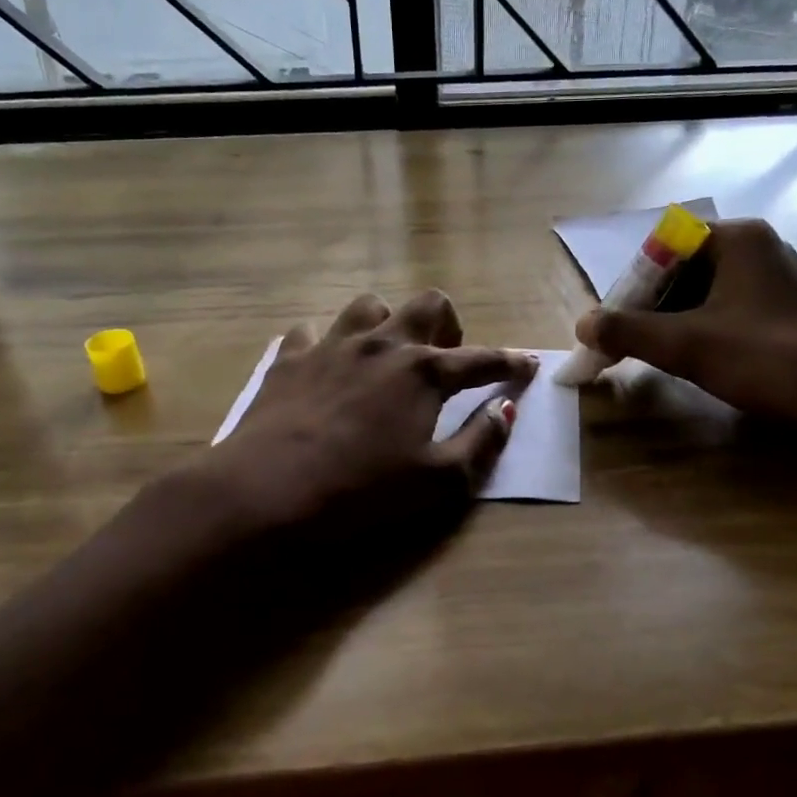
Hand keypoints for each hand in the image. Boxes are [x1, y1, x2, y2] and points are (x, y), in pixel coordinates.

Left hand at [210, 288, 537, 546]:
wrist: (268, 491)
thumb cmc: (363, 491)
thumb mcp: (439, 481)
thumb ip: (481, 442)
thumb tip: (506, 409)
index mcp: (424, 372)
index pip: (481, 359)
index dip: (510, 362)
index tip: (528, 364)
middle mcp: (383, 345)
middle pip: (427, 305)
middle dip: (447, 324)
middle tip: (445, 357)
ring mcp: (332, 345)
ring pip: (369, 307)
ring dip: (387, 323)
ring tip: (386, 355)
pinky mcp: (290, 358)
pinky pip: (312, 332)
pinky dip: (326, 344)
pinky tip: (325, 366)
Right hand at [575, 219, 796, 463]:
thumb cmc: (764, 358)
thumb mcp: (685, 345)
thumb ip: (627, 331)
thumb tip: (582, 325)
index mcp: (736, 238)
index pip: (662, 248)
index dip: (632, 286)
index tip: (615, 323)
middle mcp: (758, 245)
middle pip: (683, 268)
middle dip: (651, 305)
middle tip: (629, 341)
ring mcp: (777, 275)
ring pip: (706, 290)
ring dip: (675, 318)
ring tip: (657, 353)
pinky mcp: (788, 305)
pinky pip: (730, 306)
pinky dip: (704, 326)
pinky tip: (697, 357)